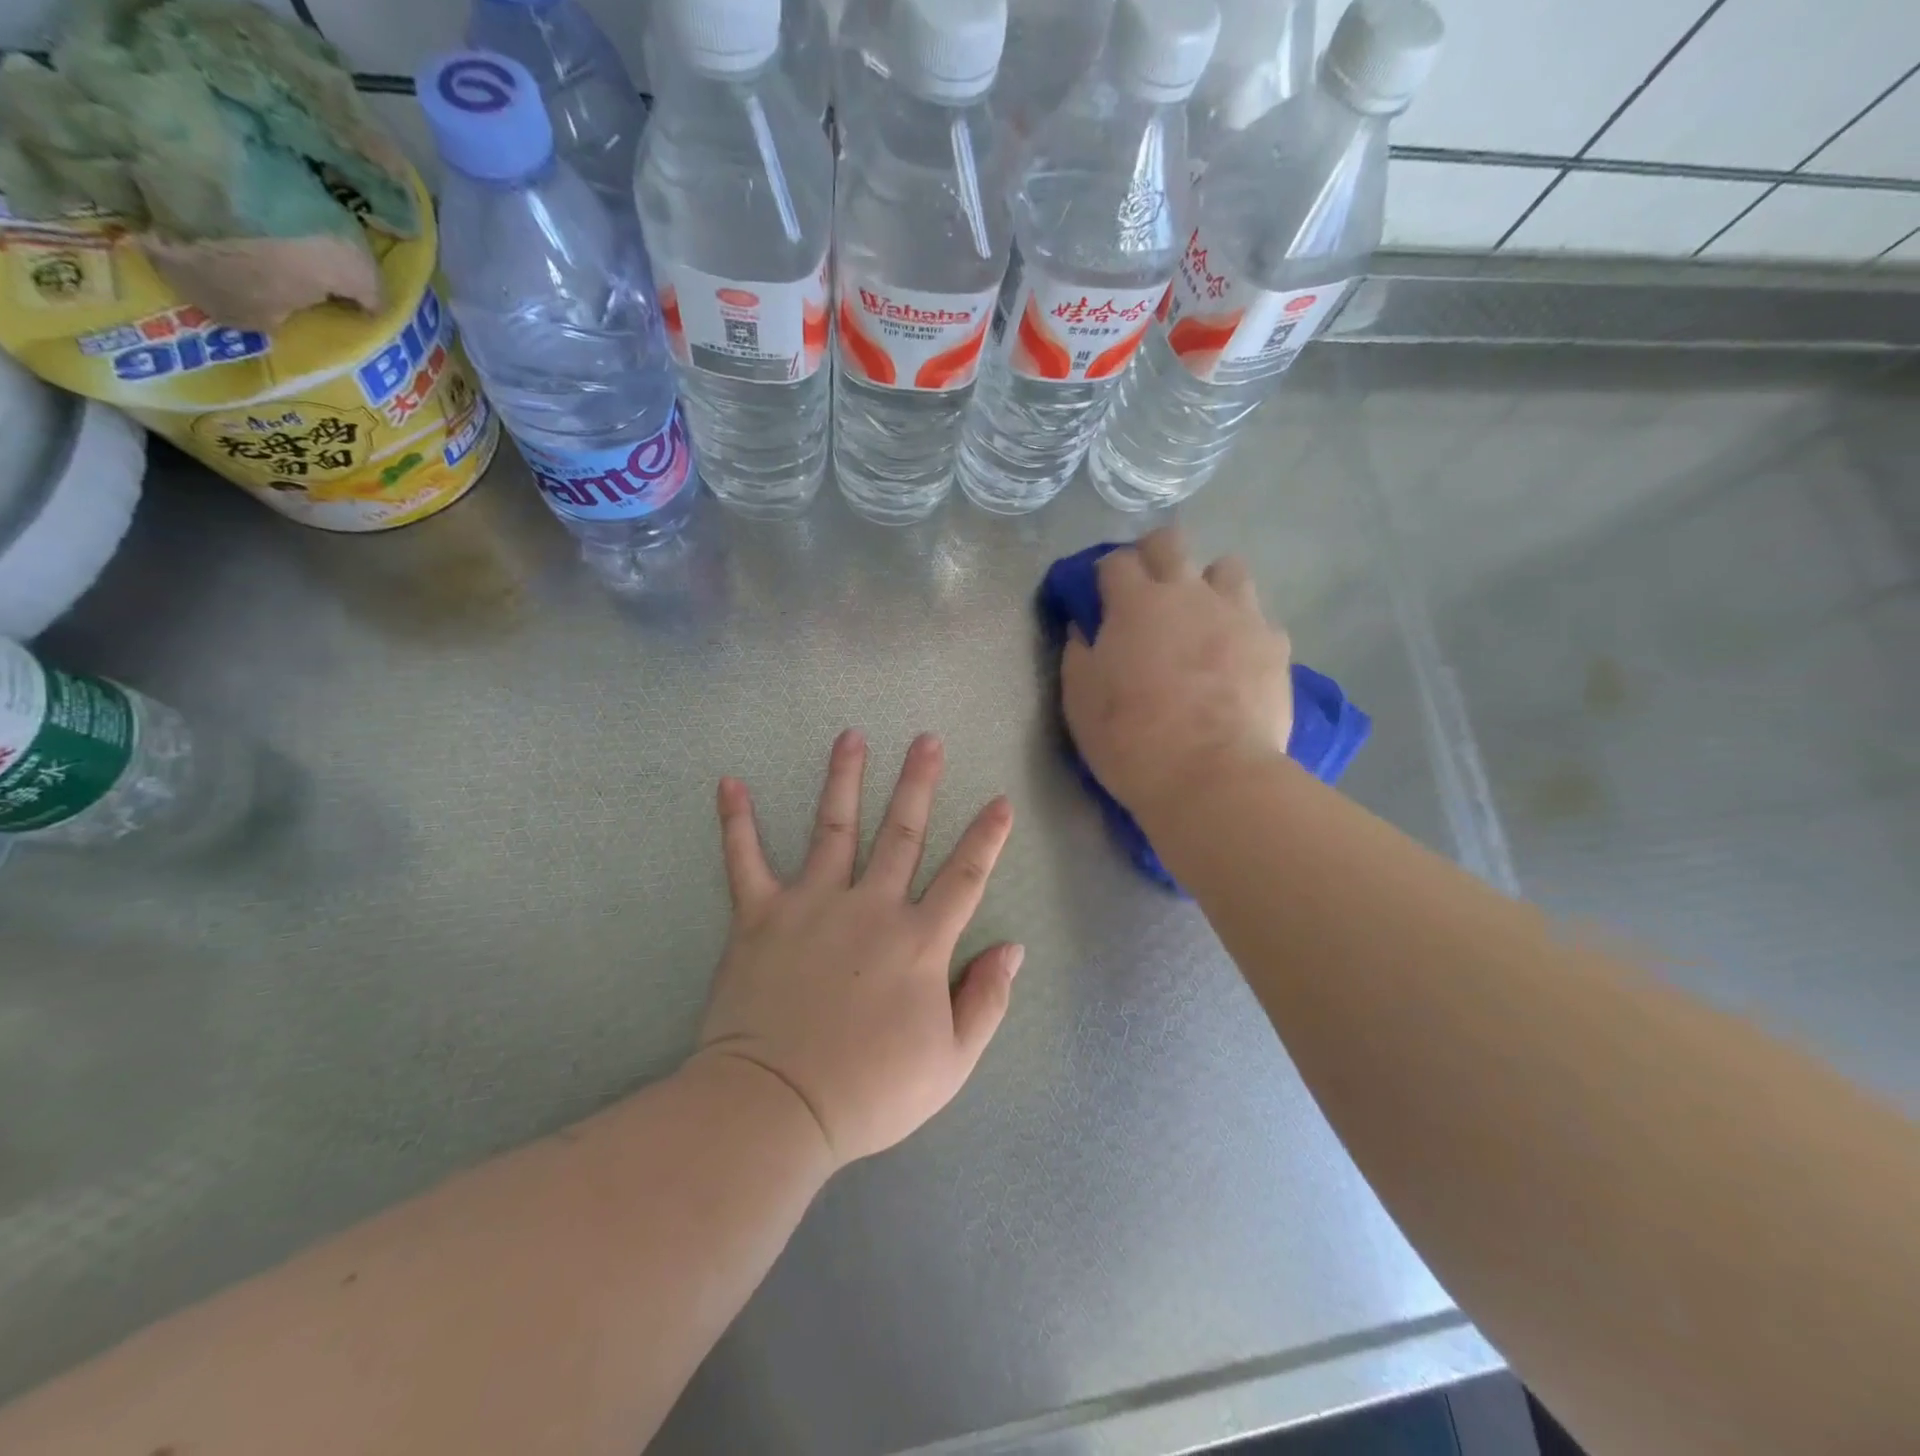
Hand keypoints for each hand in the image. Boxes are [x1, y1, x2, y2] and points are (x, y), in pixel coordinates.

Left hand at [693, 731, 1021, 1169]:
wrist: (777, 1108)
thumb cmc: (871, 1091)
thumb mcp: (951, 1062)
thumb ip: (986, 1001)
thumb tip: (1012, 948)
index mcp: (919, 941)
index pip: (965, 877)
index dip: (987, 838)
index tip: (1000, 800)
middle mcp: (870, 907)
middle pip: (902, 833)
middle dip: (919, 783)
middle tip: (927, 739)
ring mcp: (812, 904)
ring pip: (833, 827)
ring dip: (844, 779)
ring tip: (851, 736)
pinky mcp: (759, 915)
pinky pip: (745, 860)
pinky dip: (736, 822)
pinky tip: (730, 783)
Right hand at [1061, 527, 1293, 818]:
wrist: (1212, 777)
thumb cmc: (1132, 740)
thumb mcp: (1081, 702)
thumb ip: (1079, 654)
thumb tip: (1083, 628)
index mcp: (1136, 605)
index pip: (1115, 561)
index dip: (1104, 574)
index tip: (1100, 596)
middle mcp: (1188, 594)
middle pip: (1170, 542)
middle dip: (1154, 555)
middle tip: (1147, 591)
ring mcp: (1238, 614)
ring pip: (1227, 568)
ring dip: (1208, 584)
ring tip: (1201, 619)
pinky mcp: (1274, 643)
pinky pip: (1258, 617)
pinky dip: (1242, 629)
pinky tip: (1235, 659)